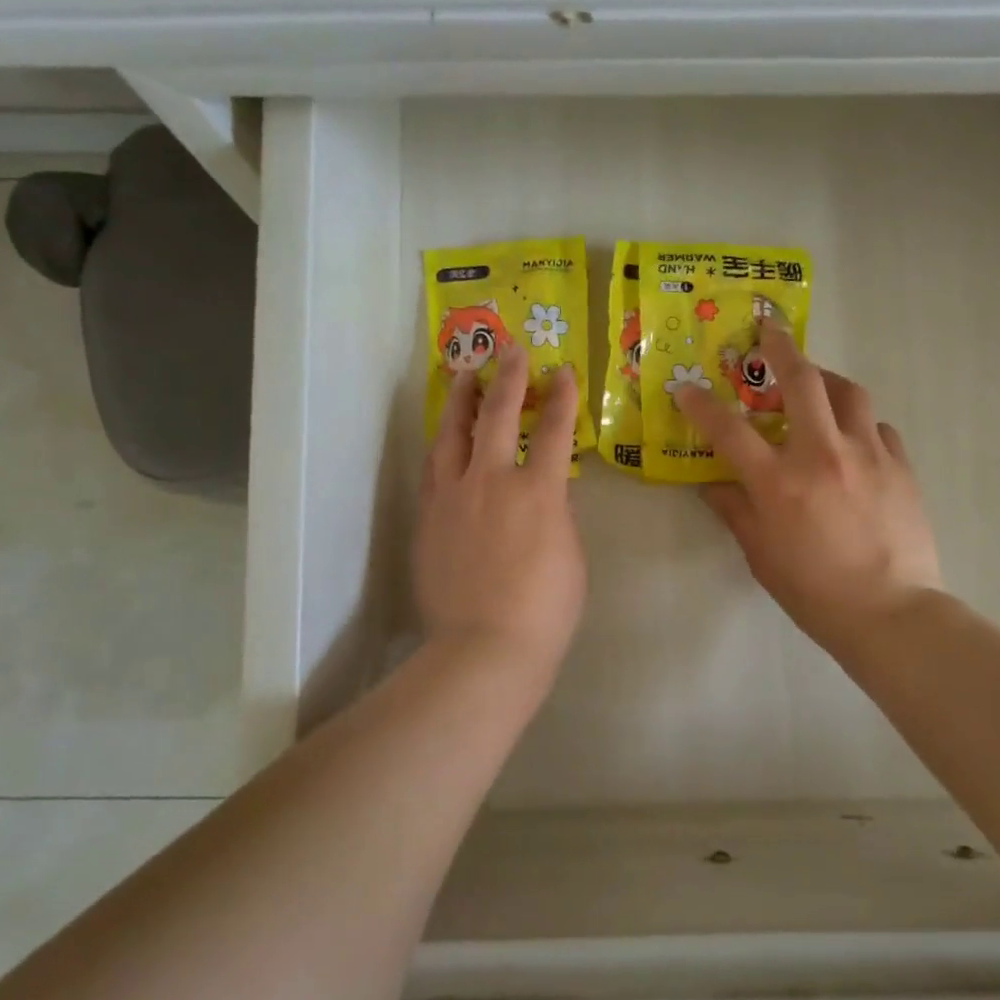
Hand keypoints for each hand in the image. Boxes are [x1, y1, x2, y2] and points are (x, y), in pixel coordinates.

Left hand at [415, 345, 586, 677]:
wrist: (484, 649)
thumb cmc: (544, 610)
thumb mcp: (571, 555)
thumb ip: (556, 514)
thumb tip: (544, 493)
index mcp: (537, 491)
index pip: (552, 429)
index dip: (560, 396)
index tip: (562, 371)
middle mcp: (491, 481)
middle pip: (496, 415)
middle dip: (507, 378)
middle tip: (510, 351)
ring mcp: (453, 497)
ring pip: (452, 433)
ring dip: (461, 400)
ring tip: (464, 376)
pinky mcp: (428, 517)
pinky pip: (434, 468)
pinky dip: (443, 444)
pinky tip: (444, 437)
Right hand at [676, 324, 942, 665]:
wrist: (891, 614)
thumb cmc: (814, 591)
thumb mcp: (760, 555)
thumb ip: (735, 512)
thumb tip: (713, 487)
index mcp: (779, 482)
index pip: (729, 430)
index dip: (701, 404)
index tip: (685, 387)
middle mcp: (822, 455)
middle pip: (801, 381)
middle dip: (781, 348)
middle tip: (769, 331)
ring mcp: (867, 455)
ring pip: (849, 392)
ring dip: (826, 379)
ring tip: (815, 383)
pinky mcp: (901, 466)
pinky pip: (879, 427)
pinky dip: (860, 424)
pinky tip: (854, 439)